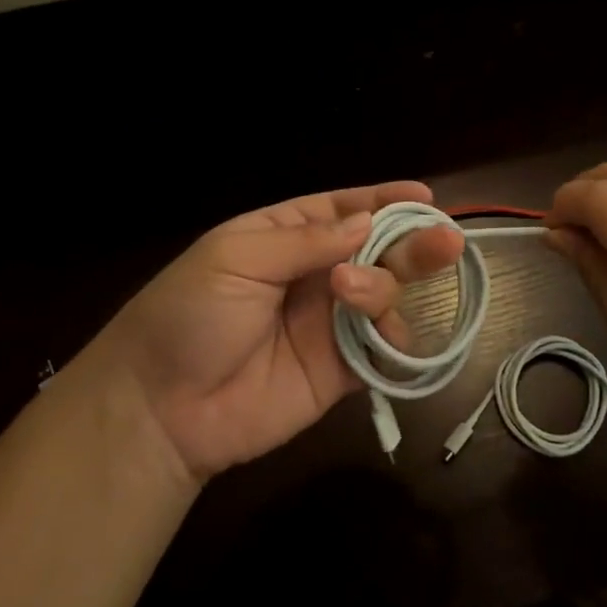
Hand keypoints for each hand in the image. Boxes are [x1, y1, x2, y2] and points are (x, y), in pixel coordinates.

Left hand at [89, 183, 464, 479]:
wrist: (162, 408)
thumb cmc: (189, 314)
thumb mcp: (236, 259)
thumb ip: (305, 241)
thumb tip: (366, 224)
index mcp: (284, 236)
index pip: (342, 210)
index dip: (382, 202)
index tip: (423, 197)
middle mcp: (313, 274)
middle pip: (375, 250)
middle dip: (410, 242)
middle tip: (445, 239)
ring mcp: (329, 323)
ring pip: (384, 294)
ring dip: (385, 287)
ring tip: (354, 294)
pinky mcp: (340, 370)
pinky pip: (383, 348)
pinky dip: (395, 338)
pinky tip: (385, 333)